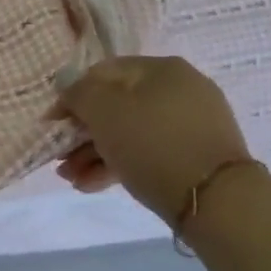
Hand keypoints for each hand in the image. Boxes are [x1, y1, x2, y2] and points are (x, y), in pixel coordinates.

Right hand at [54, 56, 252, 223]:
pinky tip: (92, 185)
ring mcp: (191, 124)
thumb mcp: (103, 110)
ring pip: (130, 132)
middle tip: (60, 157)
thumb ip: (78, 92)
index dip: (72, 96)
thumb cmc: (152, 143)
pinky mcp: (196, 156)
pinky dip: (120, 164)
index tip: (52, 124)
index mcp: (161, 69)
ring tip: (71, 178)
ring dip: (95, 153)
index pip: (102, 73)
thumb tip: (67, 84)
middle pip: (116, 105)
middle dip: (82, 133)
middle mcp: (180, 90)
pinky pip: (149, 152)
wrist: (219, 202)